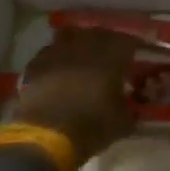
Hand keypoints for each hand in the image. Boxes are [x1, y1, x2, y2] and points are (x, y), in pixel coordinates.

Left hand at [3, 29, 142, 163]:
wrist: (44, 136)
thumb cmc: (91, 126)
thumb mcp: (122, 123)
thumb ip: (130, 109)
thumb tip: (133, 107)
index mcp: (112, 55)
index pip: (128, 41)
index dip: (132, 49)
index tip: (134, 59)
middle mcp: (86, 45)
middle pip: (100, 34)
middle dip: (106, 44)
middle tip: (109, 59)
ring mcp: (58, 51)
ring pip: (72, 38)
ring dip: (79, 46)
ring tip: (82, 62)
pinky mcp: (35, 64)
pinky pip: (50, 54)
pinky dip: (57, 60)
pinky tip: (58, 74)